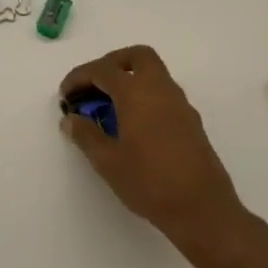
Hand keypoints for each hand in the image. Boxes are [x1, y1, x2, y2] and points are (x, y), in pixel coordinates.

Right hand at [59, 46, 253, 267]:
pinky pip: (163, 93)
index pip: (103, 70)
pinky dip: (143, 96)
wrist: (202, 210)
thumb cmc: (149, 183)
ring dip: (129, 79)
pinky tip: (131, 124)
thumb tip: (71, 120)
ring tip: (108, 107)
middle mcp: (161, 90)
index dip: (79, 77)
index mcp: (137, 93)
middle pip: (136, 56)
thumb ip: (86, 135)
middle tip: (92, 86)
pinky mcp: (190, 121)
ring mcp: (180, 104)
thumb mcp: (107, 161)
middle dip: (110, 64)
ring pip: (153, 73)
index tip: (65, 95)